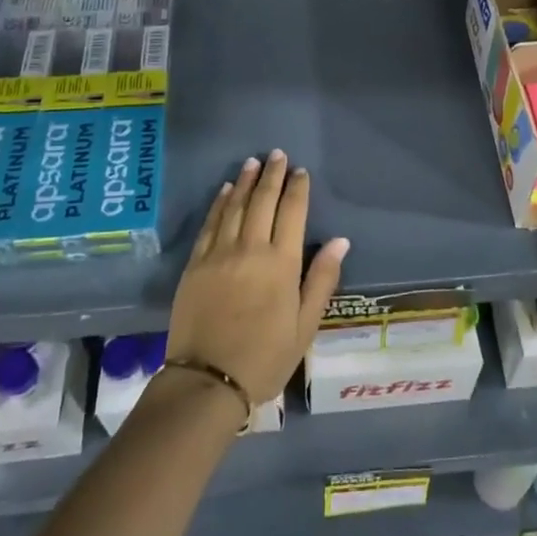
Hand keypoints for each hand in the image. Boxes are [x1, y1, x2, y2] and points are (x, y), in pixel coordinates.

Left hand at [167, 151, 348, 404]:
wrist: (207, 381)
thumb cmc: (265, 357)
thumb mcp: (305, 326)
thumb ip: (322, 279)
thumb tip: (341, 241)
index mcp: (281, 263)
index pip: (292, 213)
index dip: (298, 189)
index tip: (300, 171)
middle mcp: (250, 249)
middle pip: (262, 201)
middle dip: (272, 175)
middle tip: (276, 154)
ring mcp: (219, 254)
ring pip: (234, 206)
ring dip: (244, 181)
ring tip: (252, 162)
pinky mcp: (195, 264)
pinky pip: (210, 224)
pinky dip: (219, 204)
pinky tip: (224, 191)